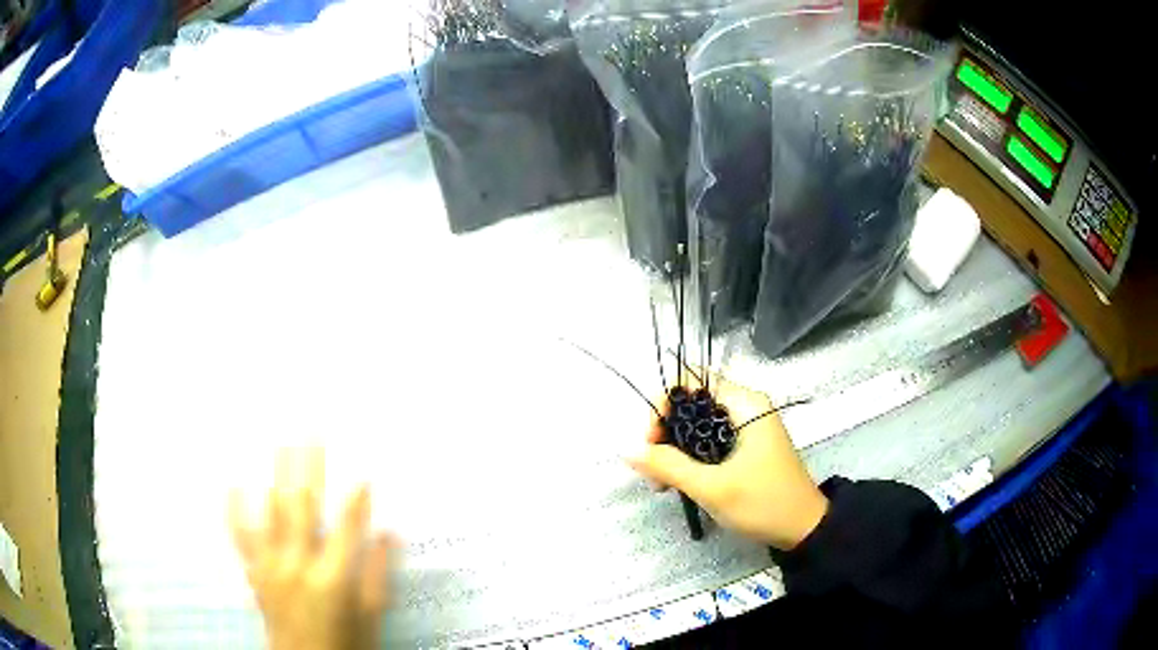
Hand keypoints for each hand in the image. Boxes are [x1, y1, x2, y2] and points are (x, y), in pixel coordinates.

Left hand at [229, 448, 395, 649]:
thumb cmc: (344, 645)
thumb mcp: (371, 617)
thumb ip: (378, 574)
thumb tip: (389, 535)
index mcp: (333, 579)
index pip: (346, 528)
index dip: (356, 500)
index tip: (362, 473)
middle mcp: (298, 565)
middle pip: (304, 506)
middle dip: (310, 465)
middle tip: (312, 431)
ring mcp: (271, 566)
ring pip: (272, 511)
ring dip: (277, 474)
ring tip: (280, 442)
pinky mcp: (255, 572)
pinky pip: (240, 535)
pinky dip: (234, 509)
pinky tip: (232, 483)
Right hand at [625, 373, 827, 549]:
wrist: (803, 528)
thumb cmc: (764, 503)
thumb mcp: (713, 487)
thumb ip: (669, 466)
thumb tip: (627, 448)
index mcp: (744, 404)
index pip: (691, 380)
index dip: (663, 403)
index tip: (650, 441)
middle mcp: (745, 406)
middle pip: (690, 401)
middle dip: (664, 431)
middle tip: (651, 469)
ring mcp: (745, 427)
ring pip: (696, 423)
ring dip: (673, 448)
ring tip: (661, 483)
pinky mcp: (744, 445)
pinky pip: (707, 440)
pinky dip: (688, 457)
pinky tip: (676, 482)